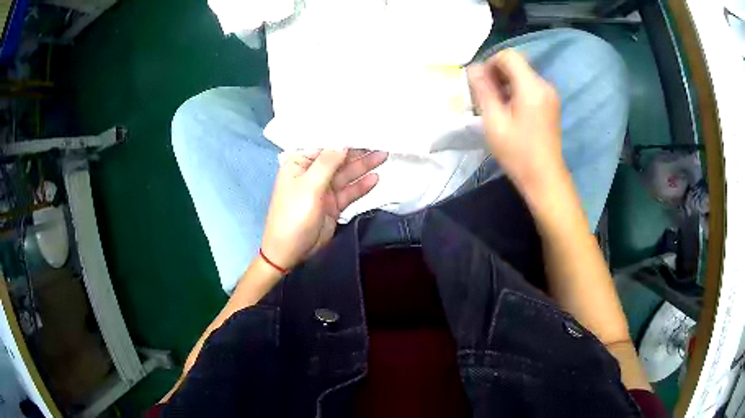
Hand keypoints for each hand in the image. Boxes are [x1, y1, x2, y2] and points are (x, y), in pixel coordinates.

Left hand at [260, 149, 387, 270]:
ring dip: (364, 166)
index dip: (344, 137)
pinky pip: (349, 192)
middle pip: (338, 159)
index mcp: (299, 163)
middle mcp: (312, 173)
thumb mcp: (309, 186)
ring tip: (384, 155)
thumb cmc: (293, 215)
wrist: (289, 252)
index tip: (364, 128)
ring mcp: (323, 190)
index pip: (324, 144)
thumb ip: (327, 163)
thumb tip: (343, 142)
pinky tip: (375, 178)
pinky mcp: (333, 205)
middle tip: (381, 141)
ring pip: (346, 174)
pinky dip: (361, 186)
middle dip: (358, 151)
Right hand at [467, 49, 565, 193]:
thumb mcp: (494, 121)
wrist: (544, 178)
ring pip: (522, 75)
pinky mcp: (551, 104)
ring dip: (505, 84)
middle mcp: (544, 85)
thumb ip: (483, 90)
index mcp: (532, 87)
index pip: (509, 56)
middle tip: (486, 97)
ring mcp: (550, 95)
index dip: (491, 63)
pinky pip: (530, 87)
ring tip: (496, 107)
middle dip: (497, 74)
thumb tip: (473, 68)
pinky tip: (510, 112)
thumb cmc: (517, 152)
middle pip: (516, 64)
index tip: (482, 84)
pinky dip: (516, 92)